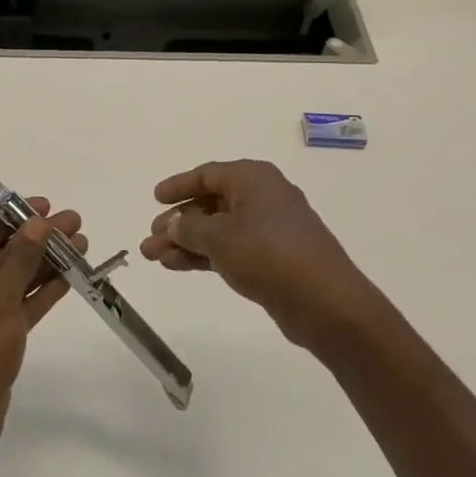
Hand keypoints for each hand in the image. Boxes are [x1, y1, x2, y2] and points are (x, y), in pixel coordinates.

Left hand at [0, 199, 78, 468]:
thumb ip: (22, 258)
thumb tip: (38, 222)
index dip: (19, 216)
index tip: (50, 206)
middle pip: (5, 252)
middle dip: (40, 239)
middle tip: (77, 223)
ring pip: (16, 278)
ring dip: (46, 263)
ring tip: (83, 245)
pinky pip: (20, 304)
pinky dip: (42, 291)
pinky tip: (71, 277)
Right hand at [139, 160, 372, 348]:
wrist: (325, 302)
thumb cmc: (268, 254)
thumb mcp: (218, 237)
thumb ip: (188, 227)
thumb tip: (173, 223)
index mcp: (252, 178)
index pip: (206, 174)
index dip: (178, 186)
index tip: (155, 199)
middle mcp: (262, 197)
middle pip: (210, 204)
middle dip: (177, 222)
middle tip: (150, 238)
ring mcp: (270, 229)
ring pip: (218, 230)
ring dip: (186, 242)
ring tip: (154, 258)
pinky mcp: (274, 258)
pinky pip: (231, 249)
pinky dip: (205, 255)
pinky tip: (178, 266)